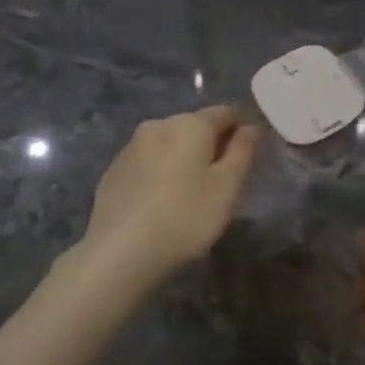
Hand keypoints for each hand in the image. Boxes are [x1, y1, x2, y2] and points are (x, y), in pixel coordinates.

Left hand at [81, 106, 261, 284]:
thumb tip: (251, 126)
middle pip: (195, 126)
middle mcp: (159, 125)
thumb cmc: (185, 217)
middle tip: (222, 181)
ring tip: (191, 194)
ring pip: (169, 144)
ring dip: (184, 159)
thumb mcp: (227, 187)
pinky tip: (162, 202)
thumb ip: (243, 151)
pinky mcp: (113, 169)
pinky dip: (161, 172)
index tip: (249, 157)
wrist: (120, 252)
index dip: (241, 130)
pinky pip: (148, 162)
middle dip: (211, 145)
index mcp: (190, 124)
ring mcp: (131, 146)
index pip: (226, 112)